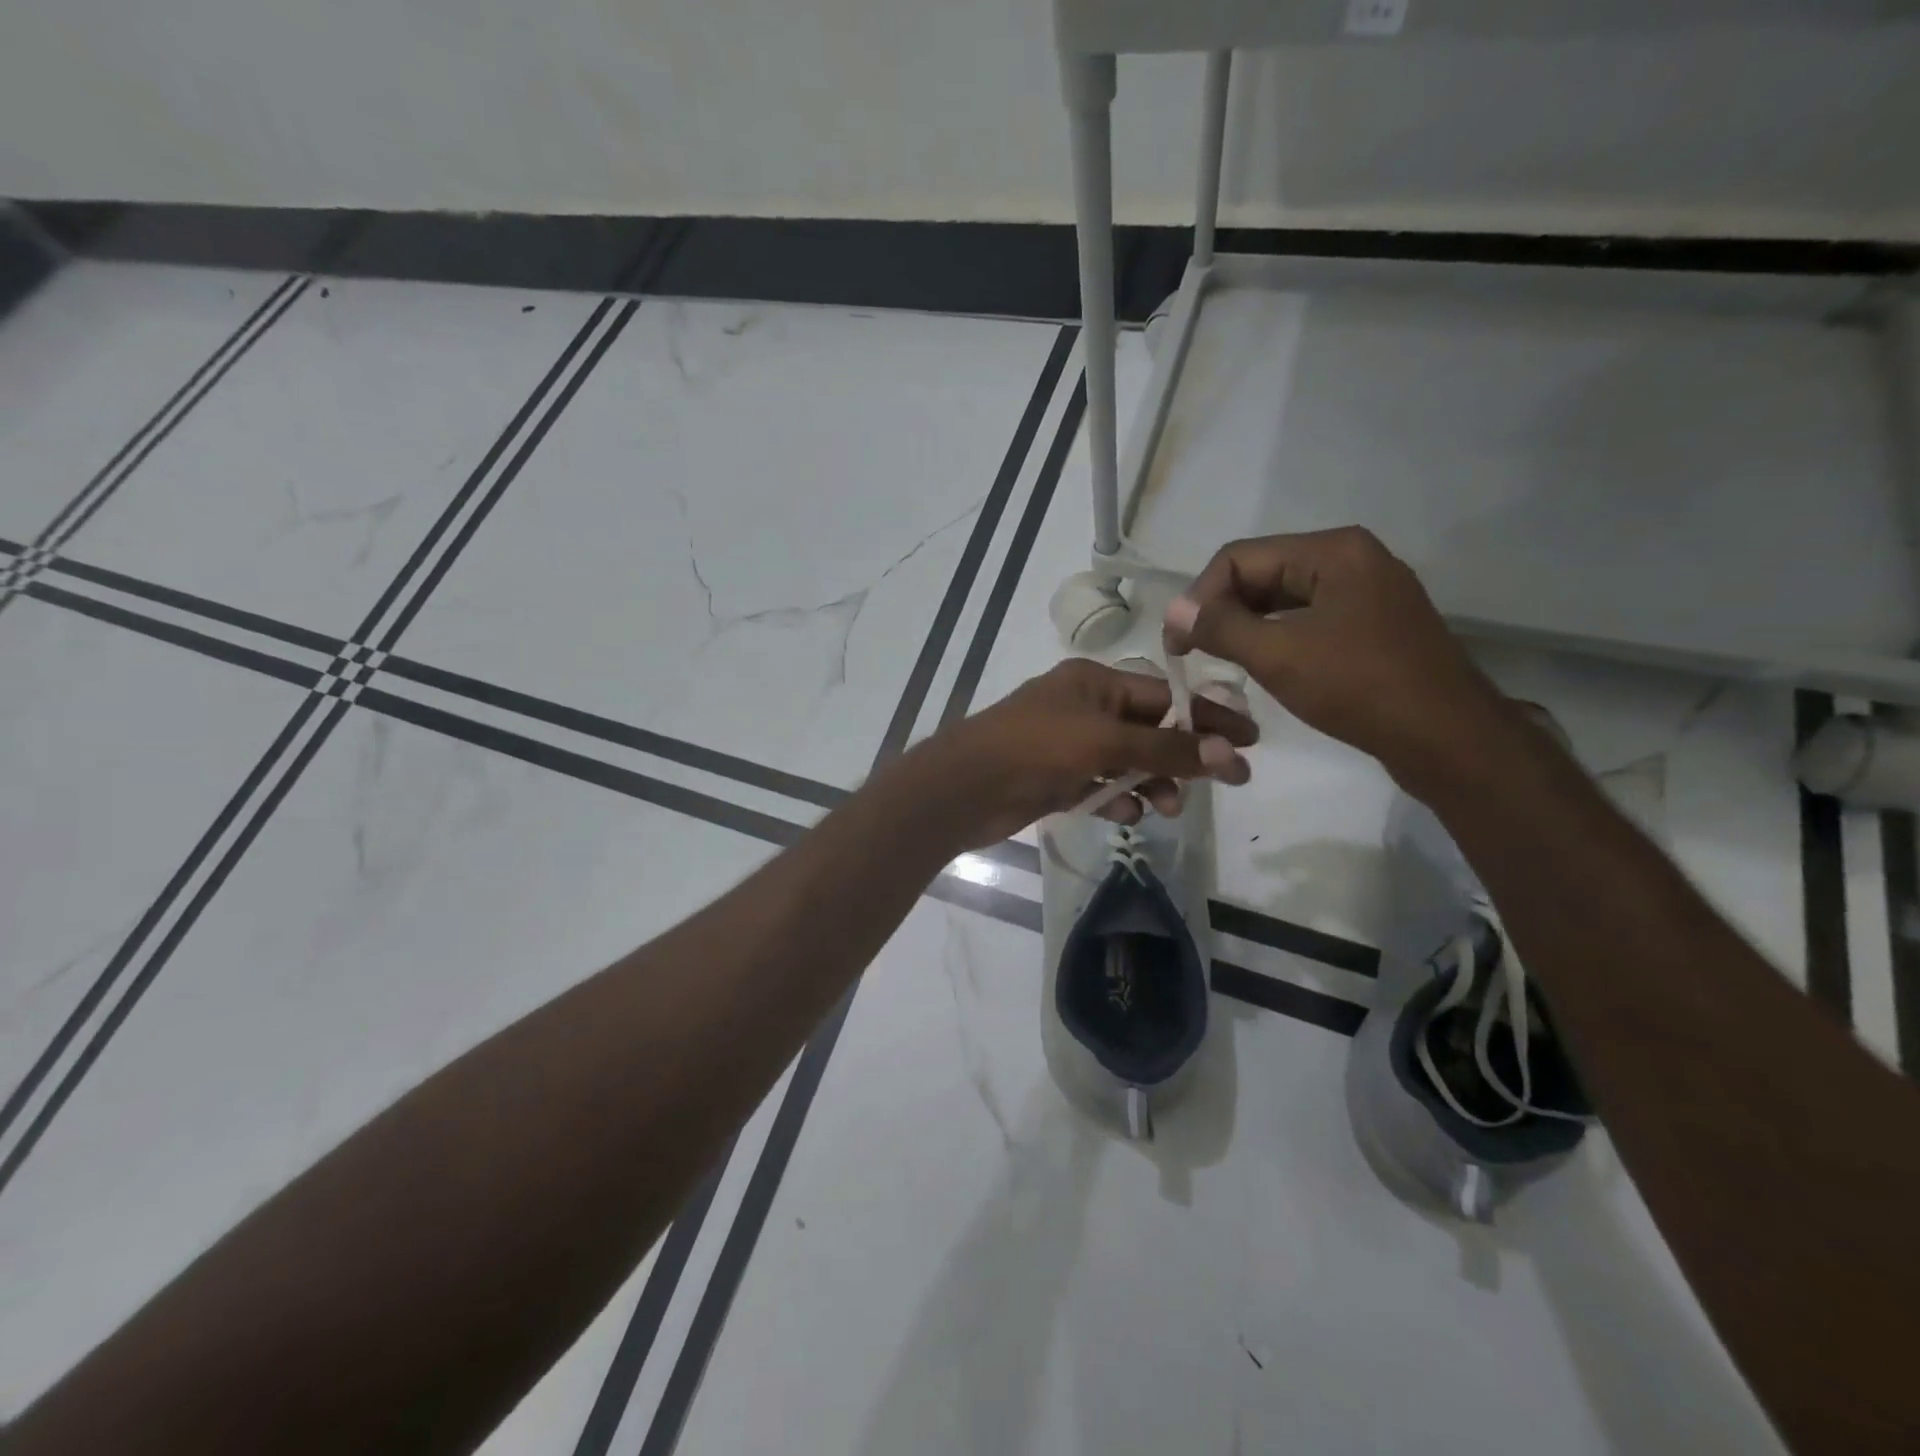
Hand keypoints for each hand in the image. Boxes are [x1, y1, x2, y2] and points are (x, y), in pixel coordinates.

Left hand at [906, 659, 1257, 849]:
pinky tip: (1124, 816)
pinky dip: (1116, 800)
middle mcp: (1084, 708)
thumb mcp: (1105, 742)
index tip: (1251, 739)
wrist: (963, 789)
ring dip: (1151, 784)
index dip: (1208, 717)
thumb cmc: (1034, 749)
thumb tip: (1231, 753)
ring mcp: (1068, 745)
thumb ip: (1166, 750)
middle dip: (1183, 757)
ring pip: (1127, 763)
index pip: (1165, 695)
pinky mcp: (1056, 779)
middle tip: (1225, 783)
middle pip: (1150, 730)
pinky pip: (1100, 787)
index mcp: (1095, 682)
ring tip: (1165, 809)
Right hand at [1165, 527, 1512, 790]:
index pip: (1239, 558)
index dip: (1198, 597)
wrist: (1447, 738)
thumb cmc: (1359, 688)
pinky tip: (1260, 663)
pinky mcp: (1373, 624)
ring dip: (1246, 625)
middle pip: (1263, 572)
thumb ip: (1219, 627)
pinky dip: (1276, 636)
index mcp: (1332, 551)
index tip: (1175, 643)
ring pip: (1284, 597)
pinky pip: (1309, 618)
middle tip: (1192, 653)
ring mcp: (1367, 591)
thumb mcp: (1278, 655)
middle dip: (1222, 610)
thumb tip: (1174, 611)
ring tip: (1219, 660)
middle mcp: (1352, 558)